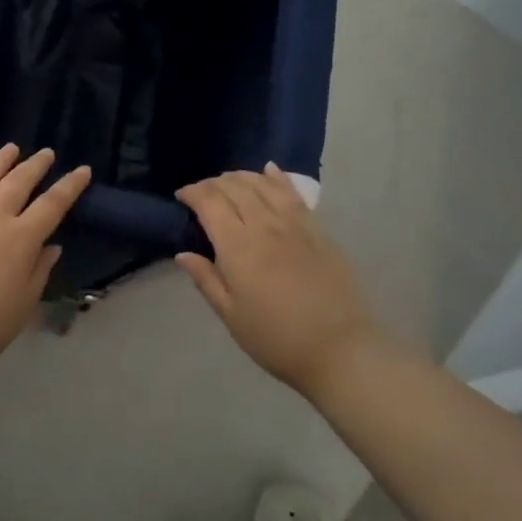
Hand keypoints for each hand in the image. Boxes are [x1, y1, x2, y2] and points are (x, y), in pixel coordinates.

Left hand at [0, 144, 91, 379]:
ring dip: (0, 161)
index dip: (70, 186)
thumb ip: (39, 272)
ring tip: (11, 148)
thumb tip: (52, 246)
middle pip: (18, 182)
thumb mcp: (23, 305)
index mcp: (21, 240)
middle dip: (35, 165)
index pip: (52, 204)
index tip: (82, 170)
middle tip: (46, 153)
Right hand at [176, 164, 387, 395]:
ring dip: (241, 177)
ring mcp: (295, 225)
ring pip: (262, 185)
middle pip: (234, 187)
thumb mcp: (231, 316)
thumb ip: (206, 280)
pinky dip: (277, 178)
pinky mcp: (318, 231)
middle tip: (201, 194)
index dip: (192, 192)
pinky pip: (294, 194)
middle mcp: (264, 226)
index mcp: (238, 247)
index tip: (181, 197)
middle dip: (212, 184)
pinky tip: (269, 170)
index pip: (209, 202)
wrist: (341, 350)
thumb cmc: (276, 338)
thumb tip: (183, 254)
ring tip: (228, 182)